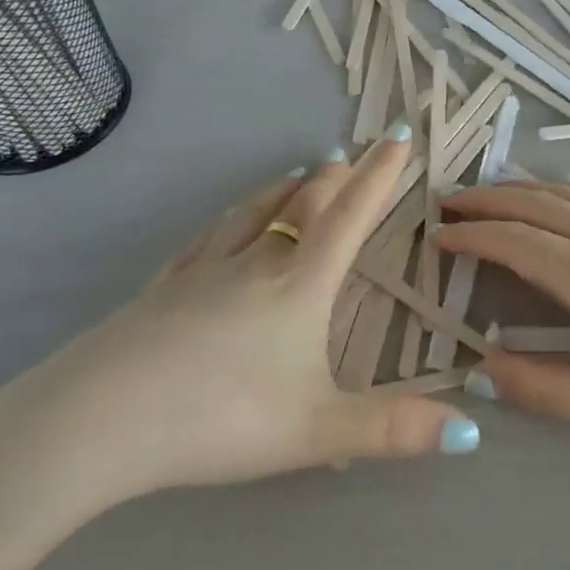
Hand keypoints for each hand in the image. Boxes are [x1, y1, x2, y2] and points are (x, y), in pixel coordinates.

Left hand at [6, 133, 478, 516]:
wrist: (98, 420)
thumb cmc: (219, 418)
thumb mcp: (317, 431)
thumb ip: (392, 429)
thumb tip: (471, 431)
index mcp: (299, 286)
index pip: (350, 218)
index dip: (379, 177)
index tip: (397, 138)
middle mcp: (254, 264)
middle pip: (302, 205)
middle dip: (334, 178)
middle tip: (351, 156)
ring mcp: (202, 271)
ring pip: (253, 213)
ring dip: (284, 189)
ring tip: (301, 173)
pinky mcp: (162, 288)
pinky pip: (207, 239)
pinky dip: (231, 219)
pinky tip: (224, 226)